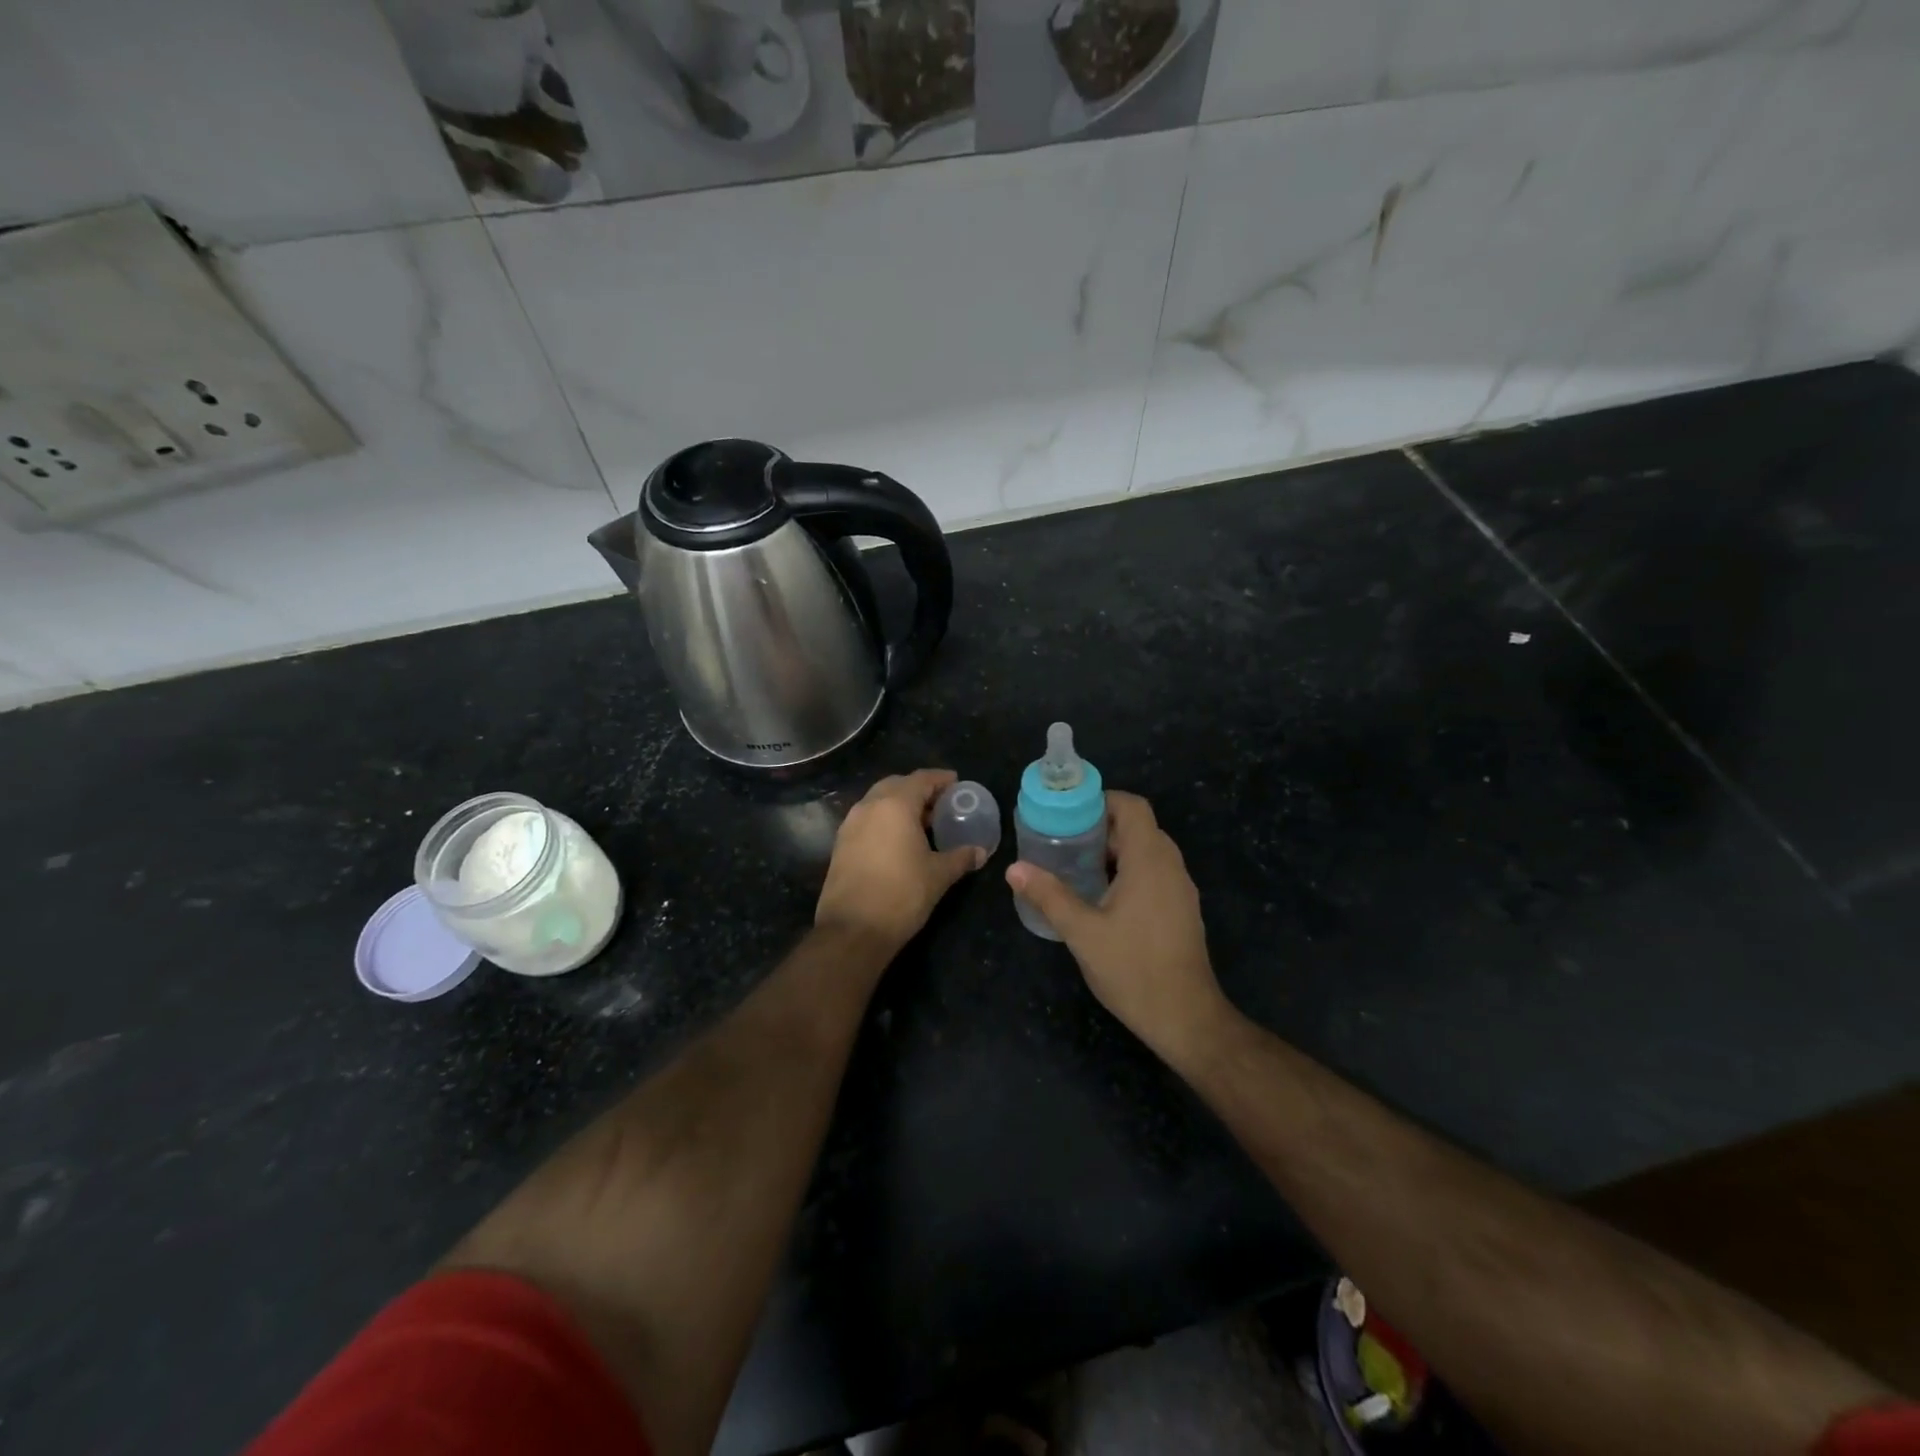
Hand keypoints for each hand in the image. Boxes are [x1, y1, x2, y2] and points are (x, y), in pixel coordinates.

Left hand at [816, 769, 985, 953]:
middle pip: (896, 785)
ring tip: (922, 822)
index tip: (957, 783)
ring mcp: (850, 825)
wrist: (852, 930)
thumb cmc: (902, 895)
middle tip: (940, 803)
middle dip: (918, 789)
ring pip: (878, 802)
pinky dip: (884, 820)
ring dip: (900, 804)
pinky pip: (867, 819)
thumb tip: (980, 852)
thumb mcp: (938, 875)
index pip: (921, 779)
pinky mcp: (841, 844)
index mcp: (894, 805)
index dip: (941, 779)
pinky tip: (899, 840)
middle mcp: (869, 807)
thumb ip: (960, 858)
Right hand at [1006, 791, 1235, 1067]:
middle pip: (1139, 827)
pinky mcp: (1182, 910)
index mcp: (1149, 860)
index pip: (1132, 807)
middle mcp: (1171, 866)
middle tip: (1065, 841)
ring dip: (1116, 851)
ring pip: (1148, 852)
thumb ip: (1049, 895)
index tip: (1070, 814)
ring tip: (1078, 867)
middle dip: (1102, 828)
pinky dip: (1130, 871)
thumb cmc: (1133, 969)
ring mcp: (1181, 889)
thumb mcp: (1082, 932)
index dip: (1102, 801)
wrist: (1185, 1018)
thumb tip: (1014, 868)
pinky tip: (1103, 898)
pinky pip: (1156, 873)